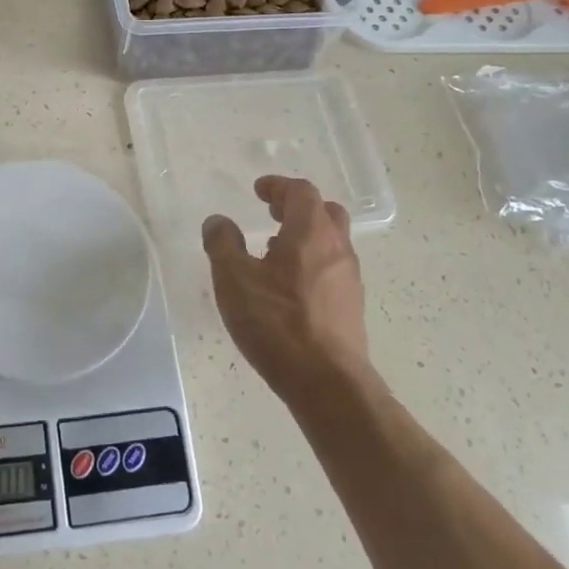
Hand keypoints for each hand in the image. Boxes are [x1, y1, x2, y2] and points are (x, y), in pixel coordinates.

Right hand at [201, 176, 379, 412]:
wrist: (327, 382)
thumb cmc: (277, 323)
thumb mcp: (233, 280)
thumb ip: (222, 244)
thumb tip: (218, 221)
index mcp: (310, 233)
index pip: (301, 192)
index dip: (278, 186)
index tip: (259, 190)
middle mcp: (337, 248)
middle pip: (325, 212)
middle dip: (297, 206)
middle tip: (271, 212)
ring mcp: (349, 279)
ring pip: (331, 241)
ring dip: (305, 235)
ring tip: (274, 249)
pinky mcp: (351, 306)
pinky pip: (332, 268)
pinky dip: (311, 261)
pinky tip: (289, 286)